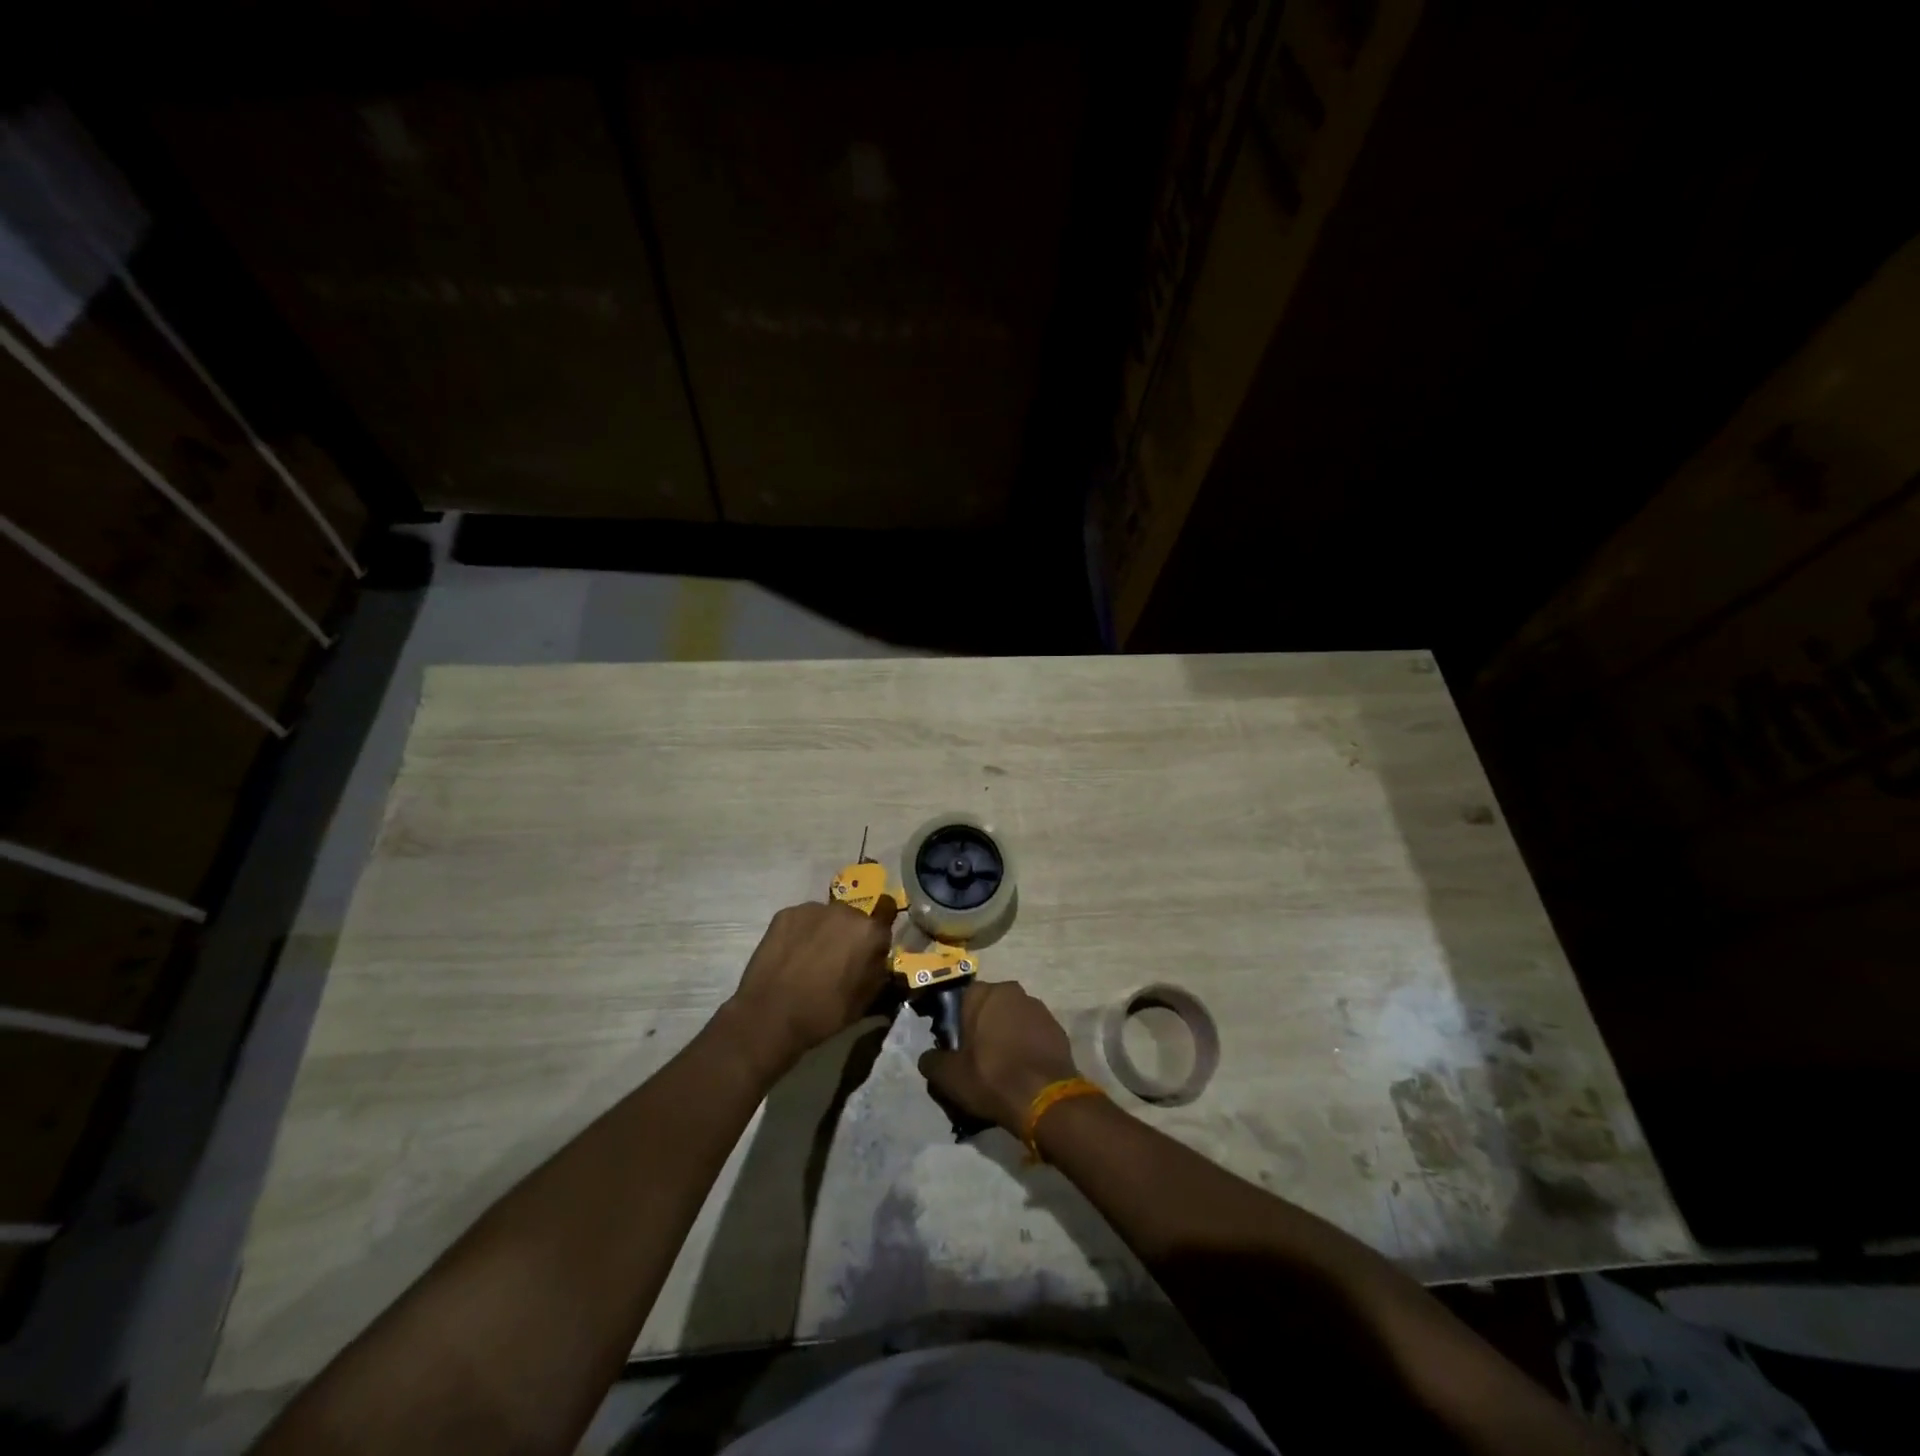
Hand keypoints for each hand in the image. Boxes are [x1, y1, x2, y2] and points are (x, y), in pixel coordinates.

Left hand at [722, 900, 897, 1075]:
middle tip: (837, 961)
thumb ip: (879, 972)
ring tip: (810, 958)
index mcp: (869, 931)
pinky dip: (801, 933)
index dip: (878, 935)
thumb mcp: (866, 1000)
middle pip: (854, 919)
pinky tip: (791, 955)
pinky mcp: (785, 914)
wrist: (771, 1016)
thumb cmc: (825, 1013)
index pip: (887, 915)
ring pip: (827, 917)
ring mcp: (812, 909)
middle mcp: (845, 911)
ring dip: (825, 932)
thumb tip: (878, 960)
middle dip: (850, 935)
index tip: (870, 951)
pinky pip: (802, 920)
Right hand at [917, 980, 1078, 1133]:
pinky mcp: (1057, 1028)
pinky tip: (1023, 1070)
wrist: (1044, 1098)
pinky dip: (1027, 1046)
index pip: (962, 1000)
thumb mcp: (949, 1076)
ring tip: (1002, 1067)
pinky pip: (1033, 1034)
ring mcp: (1038, 1008)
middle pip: (990, 1007)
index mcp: (983, 994)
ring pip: (1013, 1018)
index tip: (956, 1047)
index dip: (957, 1023)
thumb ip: (932, 1061)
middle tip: (977, 1058)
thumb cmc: (991, 1077)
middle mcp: (1012, 991)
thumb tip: (929, 1058)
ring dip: (1007, 1035)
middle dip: (983, 1027)